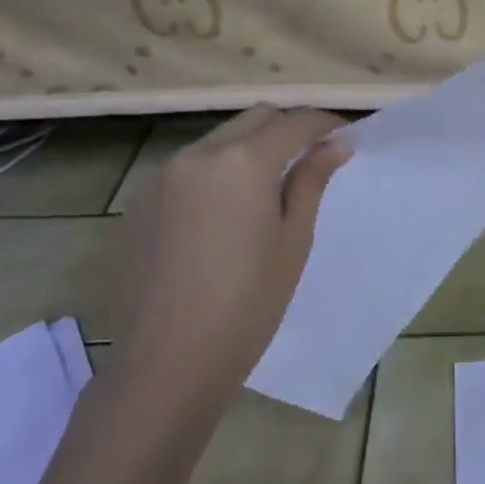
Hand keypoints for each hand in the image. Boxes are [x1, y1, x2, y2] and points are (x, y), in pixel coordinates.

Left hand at [118, 106, 348, 404]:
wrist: (166, 364)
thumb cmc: (247, 304)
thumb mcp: (293, 240)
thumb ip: (311, 181)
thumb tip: (335, 145)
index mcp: (243, 162)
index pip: (293, 122)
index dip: (324, 123)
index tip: (343, 136)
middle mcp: (198, 155)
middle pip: (253, 119)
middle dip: (286, 128)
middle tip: (311, 158)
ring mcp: (162, 177)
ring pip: (218, 140)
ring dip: (249, 148)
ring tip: (268, 187)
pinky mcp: (140, 203)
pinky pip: (188, 168)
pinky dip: (216, 171)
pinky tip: (224, 214)